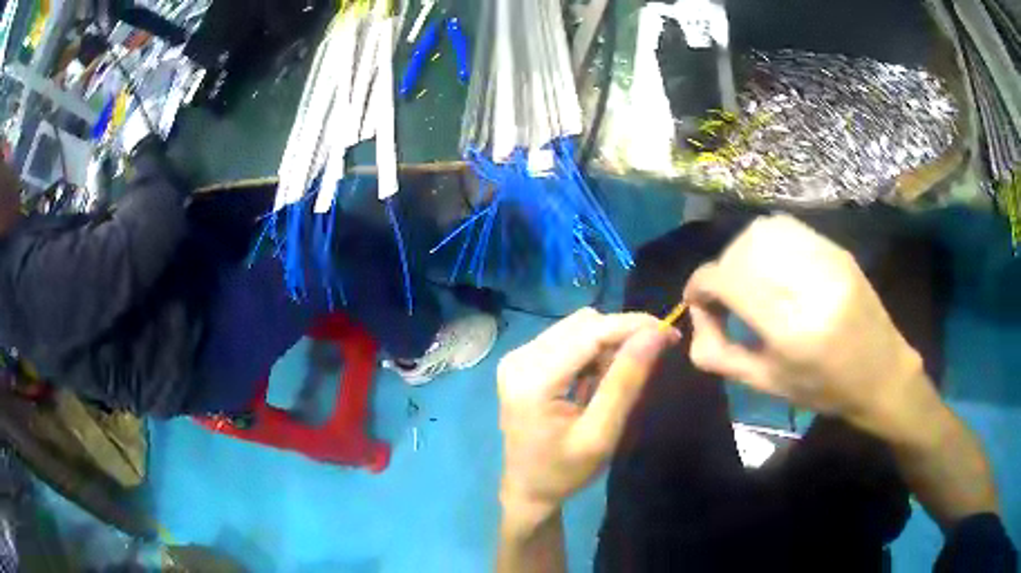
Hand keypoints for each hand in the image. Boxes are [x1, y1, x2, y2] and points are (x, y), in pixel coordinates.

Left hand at [497, 309, 678, 525]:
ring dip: (606, 344)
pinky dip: (590, 351)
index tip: (670, 332)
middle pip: (583, 325)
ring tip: (614, 381)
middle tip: (648, 363)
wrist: (527, 489)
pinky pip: (566, 338)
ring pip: (577, 327)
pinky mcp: (521, 360)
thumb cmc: (565, 472)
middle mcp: (519, 358)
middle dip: (621, 336)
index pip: (591, 332)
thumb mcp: (601, 434)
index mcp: (533, 380)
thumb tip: (655, 335)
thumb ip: (626, 382)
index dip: (633, 326)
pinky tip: (595, 380)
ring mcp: (517, 357)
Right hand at [683, 215, 927, 435]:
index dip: (700, 286)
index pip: (727, 280)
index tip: (697, 301)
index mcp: (790, 328)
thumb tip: (694, 318)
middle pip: (742, 251)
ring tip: (748, 278)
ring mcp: (827, 260)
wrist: (881, 373)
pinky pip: (788, 229)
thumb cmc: (824, 389)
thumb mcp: (766, 384)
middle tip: (726, 296)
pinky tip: (773, 267)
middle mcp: (808, 284)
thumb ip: (720, 354)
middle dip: (722, 270)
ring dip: (743, 252)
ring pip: (764, 232)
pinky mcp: (837, 249)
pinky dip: (768, 243)